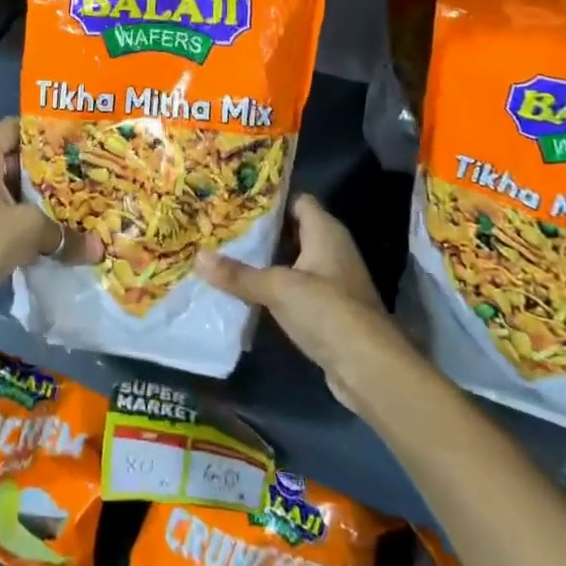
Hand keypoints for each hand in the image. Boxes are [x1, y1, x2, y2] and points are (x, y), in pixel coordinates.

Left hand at [0, 118, 100, 325]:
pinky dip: (37, 231)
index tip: (73, 137)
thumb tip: (97, 249)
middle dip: (52, 170)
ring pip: (19, 198)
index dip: (41, 129)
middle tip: (88, 172)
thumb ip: (64, 233)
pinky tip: (66, 237)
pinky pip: (15, 226)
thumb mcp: (29, 226)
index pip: (12, 128)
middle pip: (19, 163)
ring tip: (84, 204)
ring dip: (47, 204)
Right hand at [196, 195, 413, 411]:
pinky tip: (246, 289)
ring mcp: (332, 280)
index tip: (235, 198)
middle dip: (260, 229)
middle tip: (222, 226)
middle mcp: (331, 248)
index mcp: (325, 230)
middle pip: (292, 229)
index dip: (269, 198)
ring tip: (225, 253)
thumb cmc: (327, 310)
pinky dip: (274, 286)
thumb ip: (238, 274)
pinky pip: (295, 286)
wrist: (369, 368)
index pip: (296, 200)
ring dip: (265, 260)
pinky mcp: (328, 309)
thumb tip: (197, 257)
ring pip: (292, 259)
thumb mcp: (277, 288)